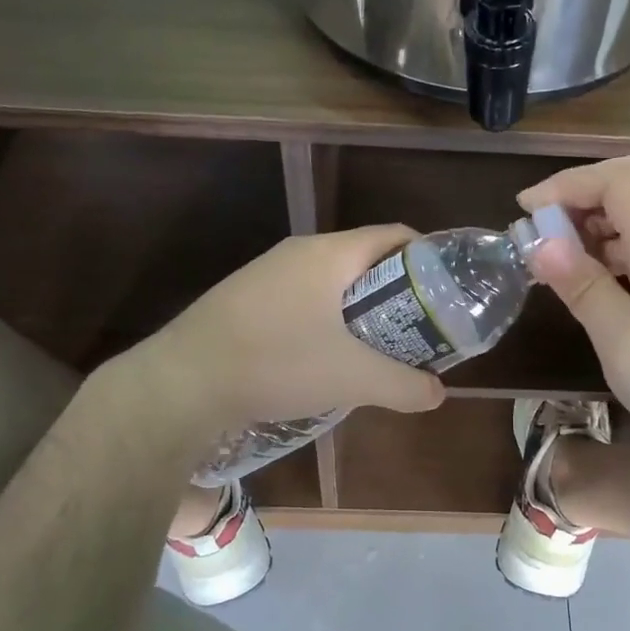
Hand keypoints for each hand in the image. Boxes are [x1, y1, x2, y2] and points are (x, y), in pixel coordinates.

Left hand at [158, 225, 446, 430]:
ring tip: (375, 348)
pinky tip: (324, 359)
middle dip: (396, 293)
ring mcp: (265, 275)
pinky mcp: (243, 300)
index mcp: (328, 254)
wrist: (182, 383)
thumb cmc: (277, 363)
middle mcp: (297, 253)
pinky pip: (301, 300)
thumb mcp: (352, 378)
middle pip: (363, 261)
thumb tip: (437, 394)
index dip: (427, 258)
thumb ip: (404, 385)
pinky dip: (325, 321)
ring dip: (358, 311)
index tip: (446, 293)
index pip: (393, 236)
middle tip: (416, 329)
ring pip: (329, 283)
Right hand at [518, 157, 629, 449]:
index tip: (524, 212)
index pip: (615, 180)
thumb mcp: (625, 341)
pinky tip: (588, 276)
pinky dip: (608, 243)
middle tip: (541, 225)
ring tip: (556, 253)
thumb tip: (539, 243)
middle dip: (579, 192)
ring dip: (592, 218)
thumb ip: (583, 287)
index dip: (566, 184)